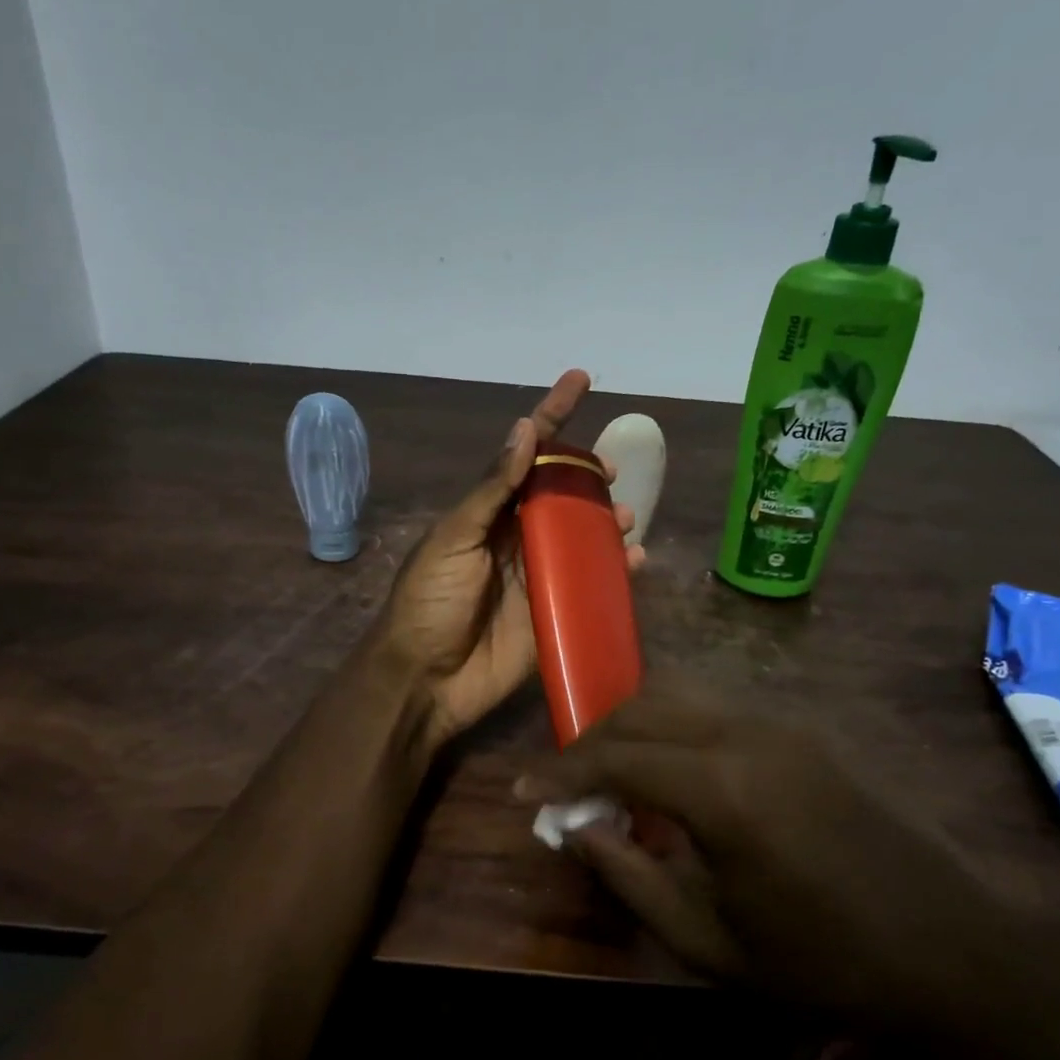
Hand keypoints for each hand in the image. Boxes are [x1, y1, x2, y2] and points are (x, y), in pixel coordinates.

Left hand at [381, 370, 644, 749]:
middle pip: (562, 494)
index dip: (552, 417)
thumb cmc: (430, 601)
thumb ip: (491, 490)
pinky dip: (617, 571)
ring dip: (606, 521)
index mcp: (489, 513)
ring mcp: (539, 575)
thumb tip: (524, 429)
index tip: (580, 380)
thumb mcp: (453, 538)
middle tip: (609, 471)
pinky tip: (634, 562)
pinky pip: (593, 585)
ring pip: (583, 536)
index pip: (524, 456)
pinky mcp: (556, 613)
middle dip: (587, 475)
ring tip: (623, 519)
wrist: (426, 679)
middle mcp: (517, 537)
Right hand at [515, 681, 1020, 1034]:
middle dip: (593, 741)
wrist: (956, 950)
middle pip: (643, 707)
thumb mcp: (710, 943)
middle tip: (567, 785)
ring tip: (614, 775)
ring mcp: (782, 722)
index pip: (616, 756)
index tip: (523, 790)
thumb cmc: (826, 963)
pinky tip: (675, 774)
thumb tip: (575, 829)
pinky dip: (675, 727)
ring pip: (680, 694)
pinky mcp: (805, 727)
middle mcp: (747, 732)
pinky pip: (718, 707)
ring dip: (634, 725)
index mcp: (723, 789)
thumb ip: (629, 877)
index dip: (561, 772)